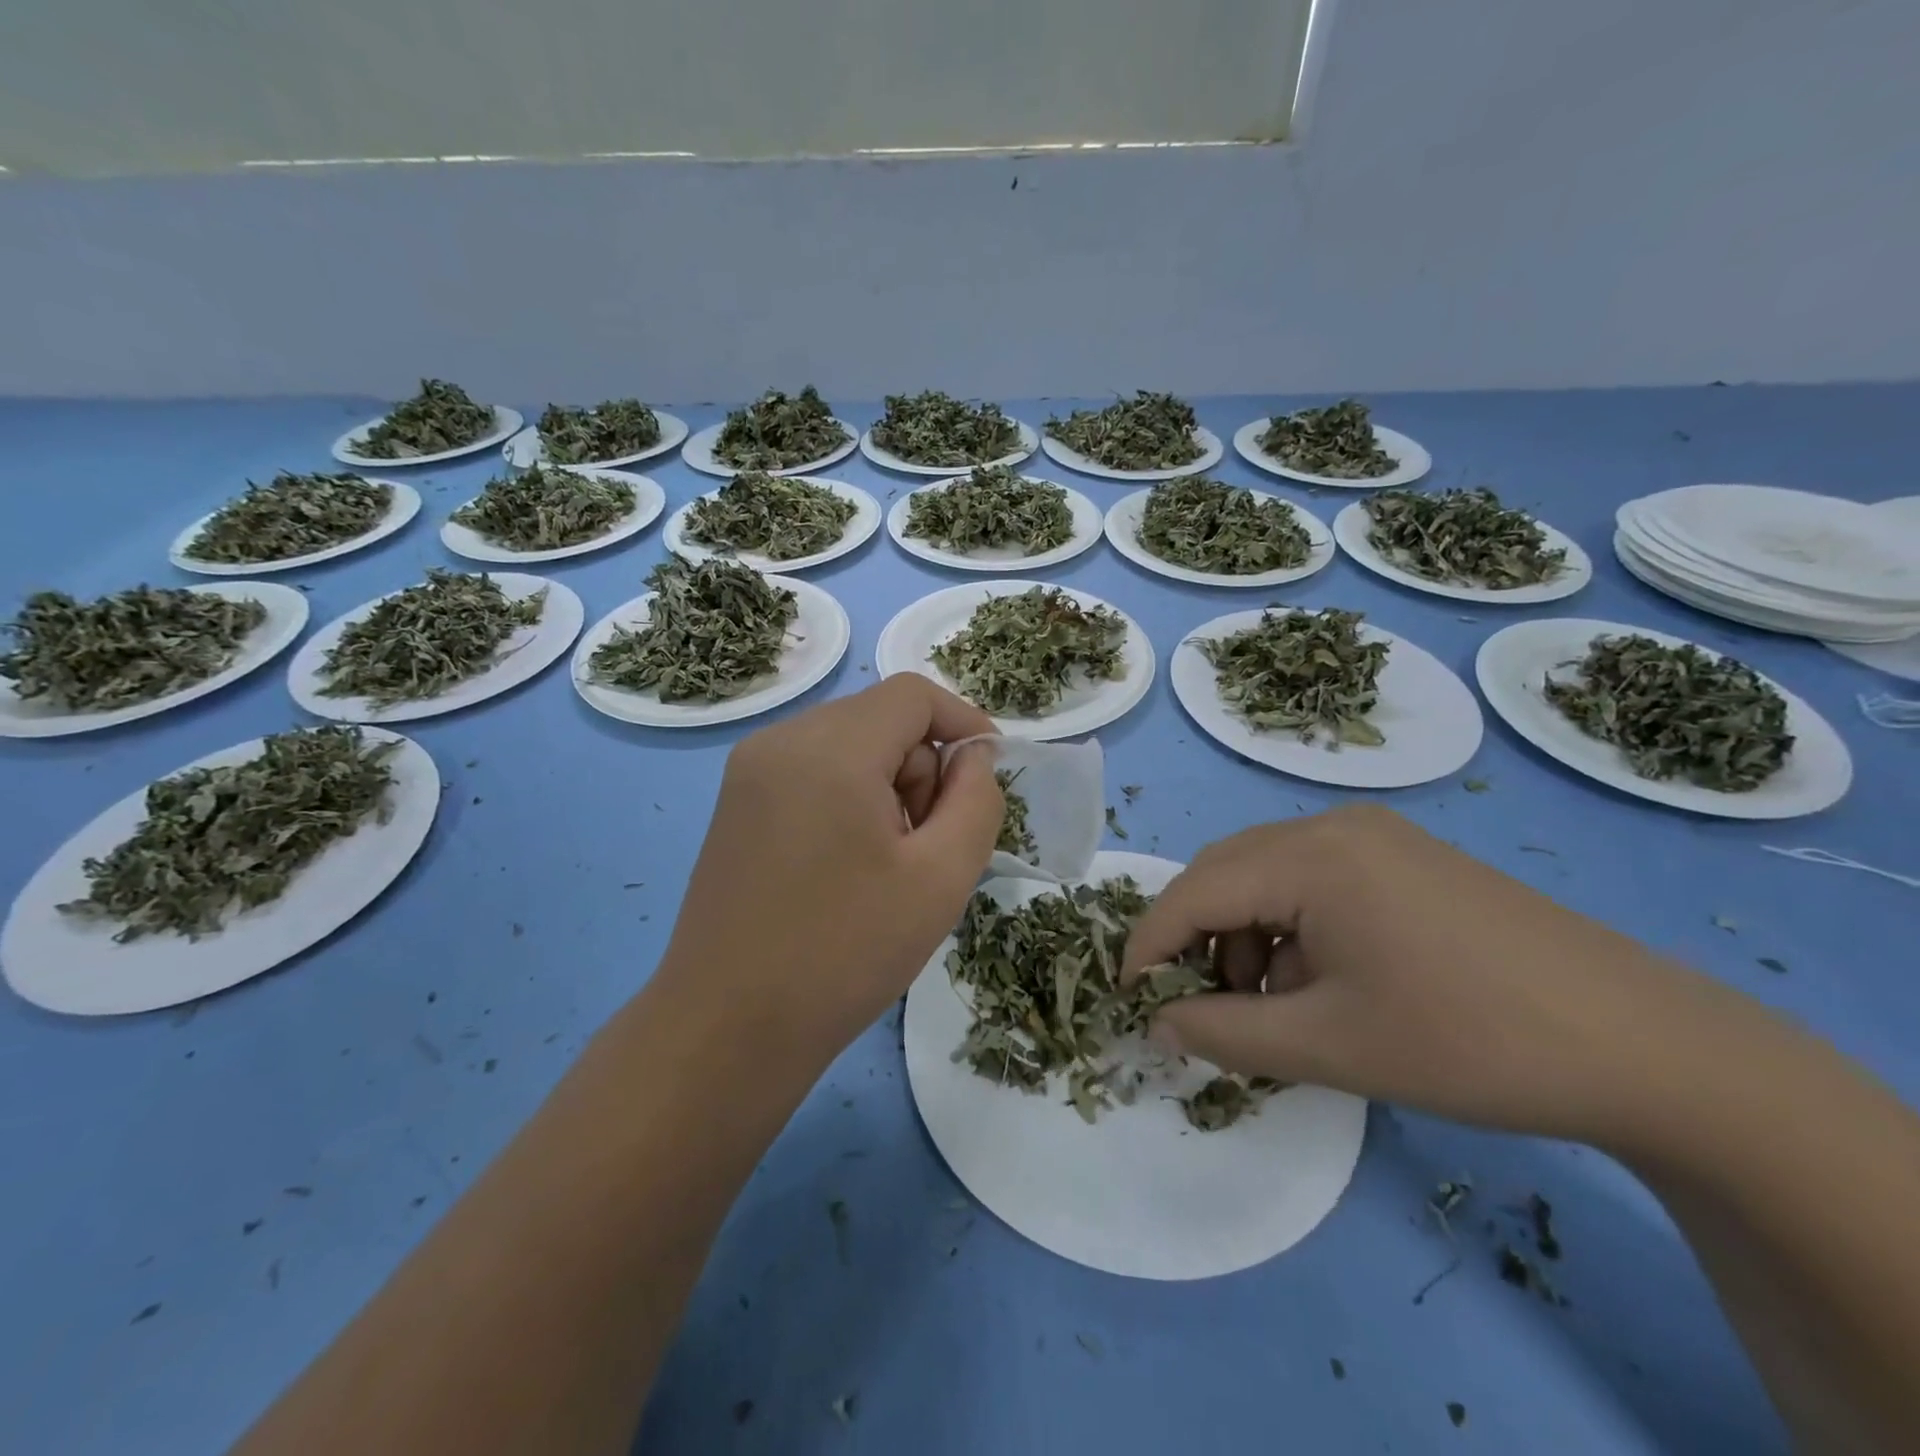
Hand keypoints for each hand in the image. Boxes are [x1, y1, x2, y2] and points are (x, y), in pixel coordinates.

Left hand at [657, 676, 1002, 1053]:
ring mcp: (750, 770)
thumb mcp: (941, 878)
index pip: (913, 694)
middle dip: (922, 767)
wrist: (727, 1028)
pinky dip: (849, 797)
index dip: (964, 723)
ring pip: (848, 744)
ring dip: (887, 786)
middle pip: (881, 718)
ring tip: (887, 863)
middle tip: (928, 845)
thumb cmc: (844, 953)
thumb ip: (976, 801)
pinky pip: (814, 770)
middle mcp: (781, 740)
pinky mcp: (737, 802)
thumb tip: (971, 758)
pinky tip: (847, 864)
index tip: (986, 778)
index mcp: (830, 748)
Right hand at [1123, 805, 1744, 1147]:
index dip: (1150, 943)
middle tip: (1205, 1007)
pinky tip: (1325, 980)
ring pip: (1266, 875)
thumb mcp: (1330, 1047)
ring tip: (1277, 1005)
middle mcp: (1333, 826)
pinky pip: (1312, 879)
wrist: (1647, 1046)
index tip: (1130, 996)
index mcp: (1311, 856)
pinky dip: (1291, 926)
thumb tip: (1157, 1024)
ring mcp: (1375, 836)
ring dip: (1246, 935)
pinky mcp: (1405, 857)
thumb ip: (1224, 1033)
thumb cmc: (1470, 1041)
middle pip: (1226, 872)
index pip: (1195, 891)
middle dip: (1199, 939)